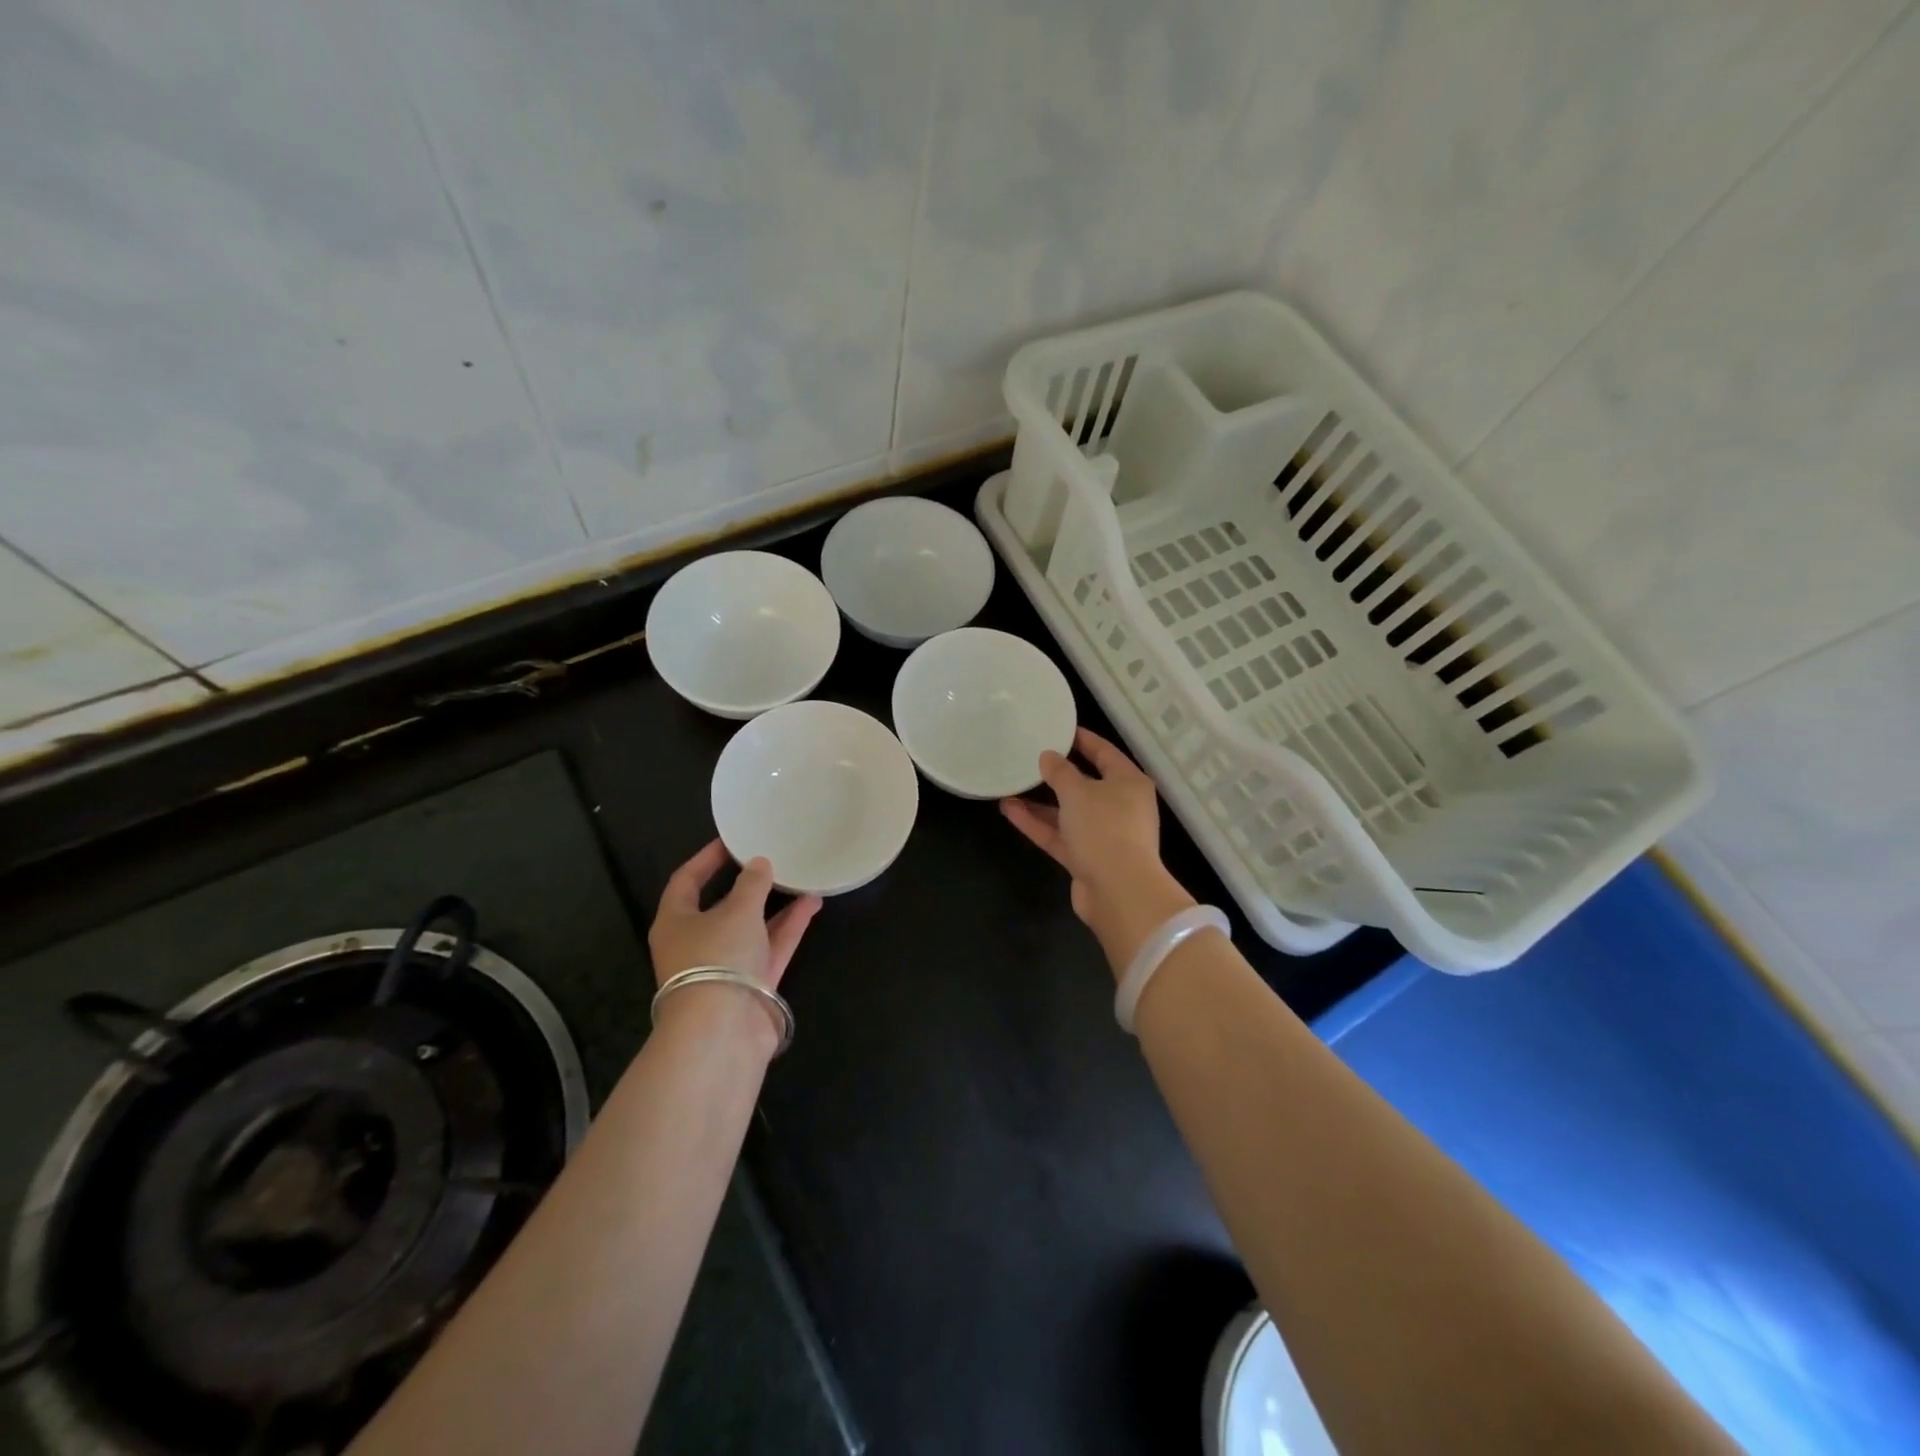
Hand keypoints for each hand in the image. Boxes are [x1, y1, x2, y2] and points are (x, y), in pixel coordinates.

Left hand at [648, 840, 821, 990]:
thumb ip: (752, 883)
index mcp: (676, 922)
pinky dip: (789, 927)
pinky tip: (812, 903)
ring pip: (752, 927)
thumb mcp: (737, 911)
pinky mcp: (752, 985)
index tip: (731, 841)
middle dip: (748, 884)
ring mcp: (726, 966)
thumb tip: (759, 864)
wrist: (723, 1032)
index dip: (707, 859)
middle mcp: (697, 943)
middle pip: (723, 906)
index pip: (686, 881)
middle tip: (771, 859)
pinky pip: (771, 947)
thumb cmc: (717, 958)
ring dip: (776, 905)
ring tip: (802, 878)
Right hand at [1001, 728, 1196, 973]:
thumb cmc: (1104, 828)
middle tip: (1029, 758)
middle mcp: (1120, 806)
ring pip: (1068, 812)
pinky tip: (1009, 810)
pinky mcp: (1087, 858)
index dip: (1082, 740)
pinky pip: (1060, 835)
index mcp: (1128, 783)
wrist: (1118, 891)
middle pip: (1086, 784)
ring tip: (1009, 786)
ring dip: (1040, 802)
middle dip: (1056, 774)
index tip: (1058, 730)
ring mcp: (1103, 835)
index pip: (1105, 753)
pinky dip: (1038, 823)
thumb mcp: (1078, 792)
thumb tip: (1048, 757)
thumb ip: (1060, 772)